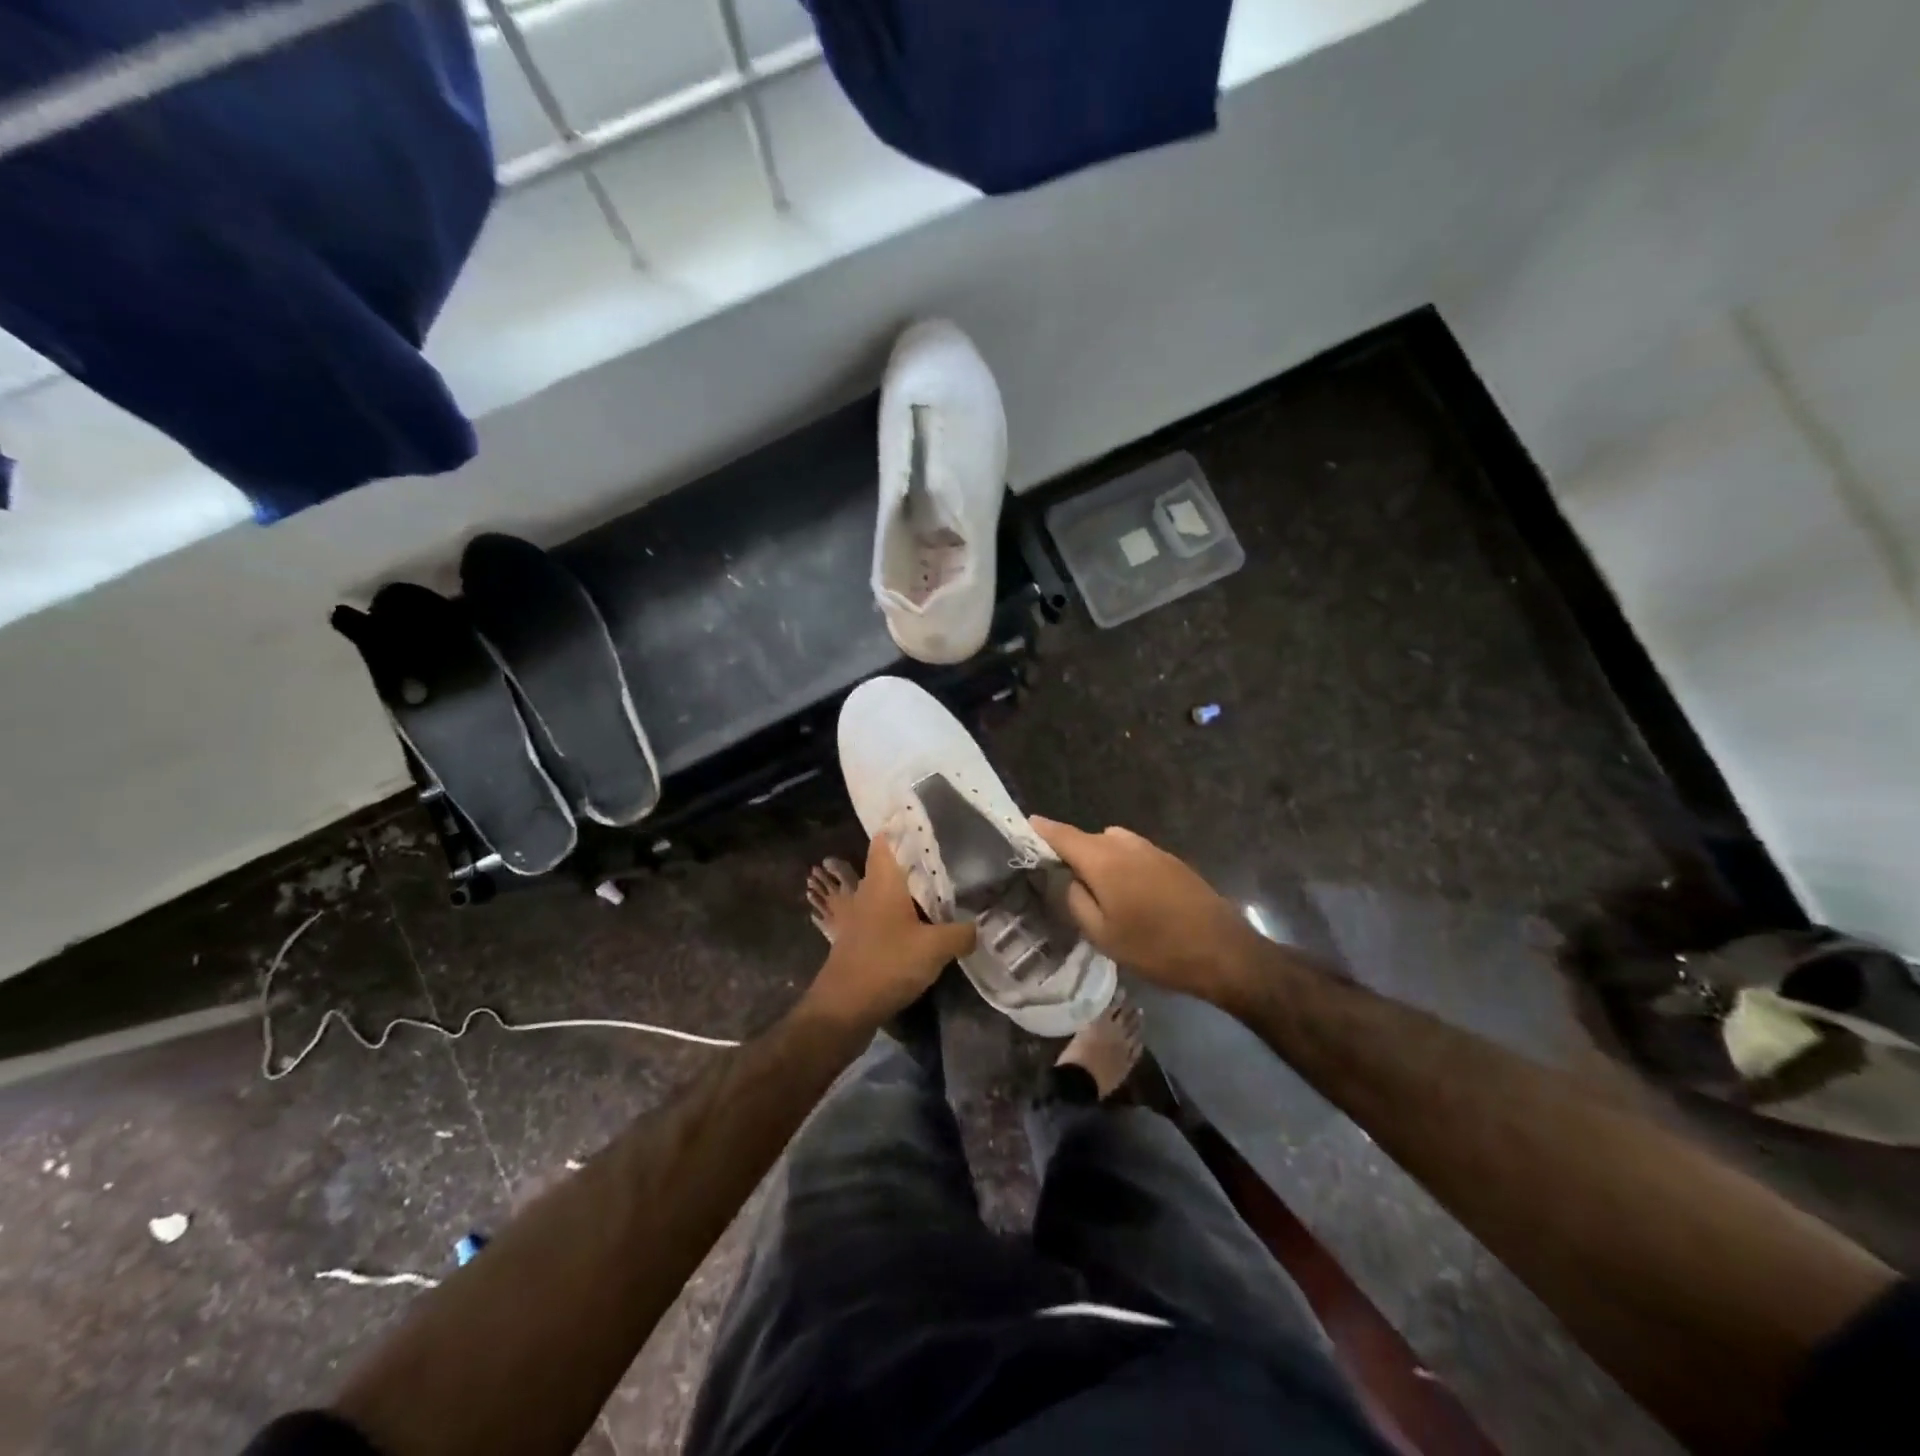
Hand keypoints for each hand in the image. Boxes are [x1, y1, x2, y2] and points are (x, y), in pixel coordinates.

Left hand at [805, 834, 975, 1030]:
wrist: (843, 1007)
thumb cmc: (888, 963)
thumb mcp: (935, 947)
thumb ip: (961, 933)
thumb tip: (976, 926)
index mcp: (883, 881)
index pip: (885, 840)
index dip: (900, 827)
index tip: (923, 820)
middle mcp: (867, 892)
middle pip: (886, 866)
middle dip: (910, 861)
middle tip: (942, 859)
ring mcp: (857, 917)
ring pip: (881, 892)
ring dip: (901, 891)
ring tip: (932, 891)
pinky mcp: (856, 939)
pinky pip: (877, 916)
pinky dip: (894, 915)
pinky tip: (913, 926)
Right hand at [1031, 817, 1263, 1007]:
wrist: (1223, 952)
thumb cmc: (1156, 948)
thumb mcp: (1102, 934)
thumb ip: (1075, 900)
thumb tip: (1065, 879)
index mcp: (1103, 859)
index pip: (1062, 834)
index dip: (1041, 830)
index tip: (1024, 826)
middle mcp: (1125, 844)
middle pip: (1087, 839)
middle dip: (1070, 852)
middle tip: (1058, 879)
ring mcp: (1152, 850)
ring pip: (1111, 844)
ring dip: (1098, 859)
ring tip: (1095, 891)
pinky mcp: (1171, 861)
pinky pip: (1132, 854)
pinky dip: (1120, 864)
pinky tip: (1126, 895)